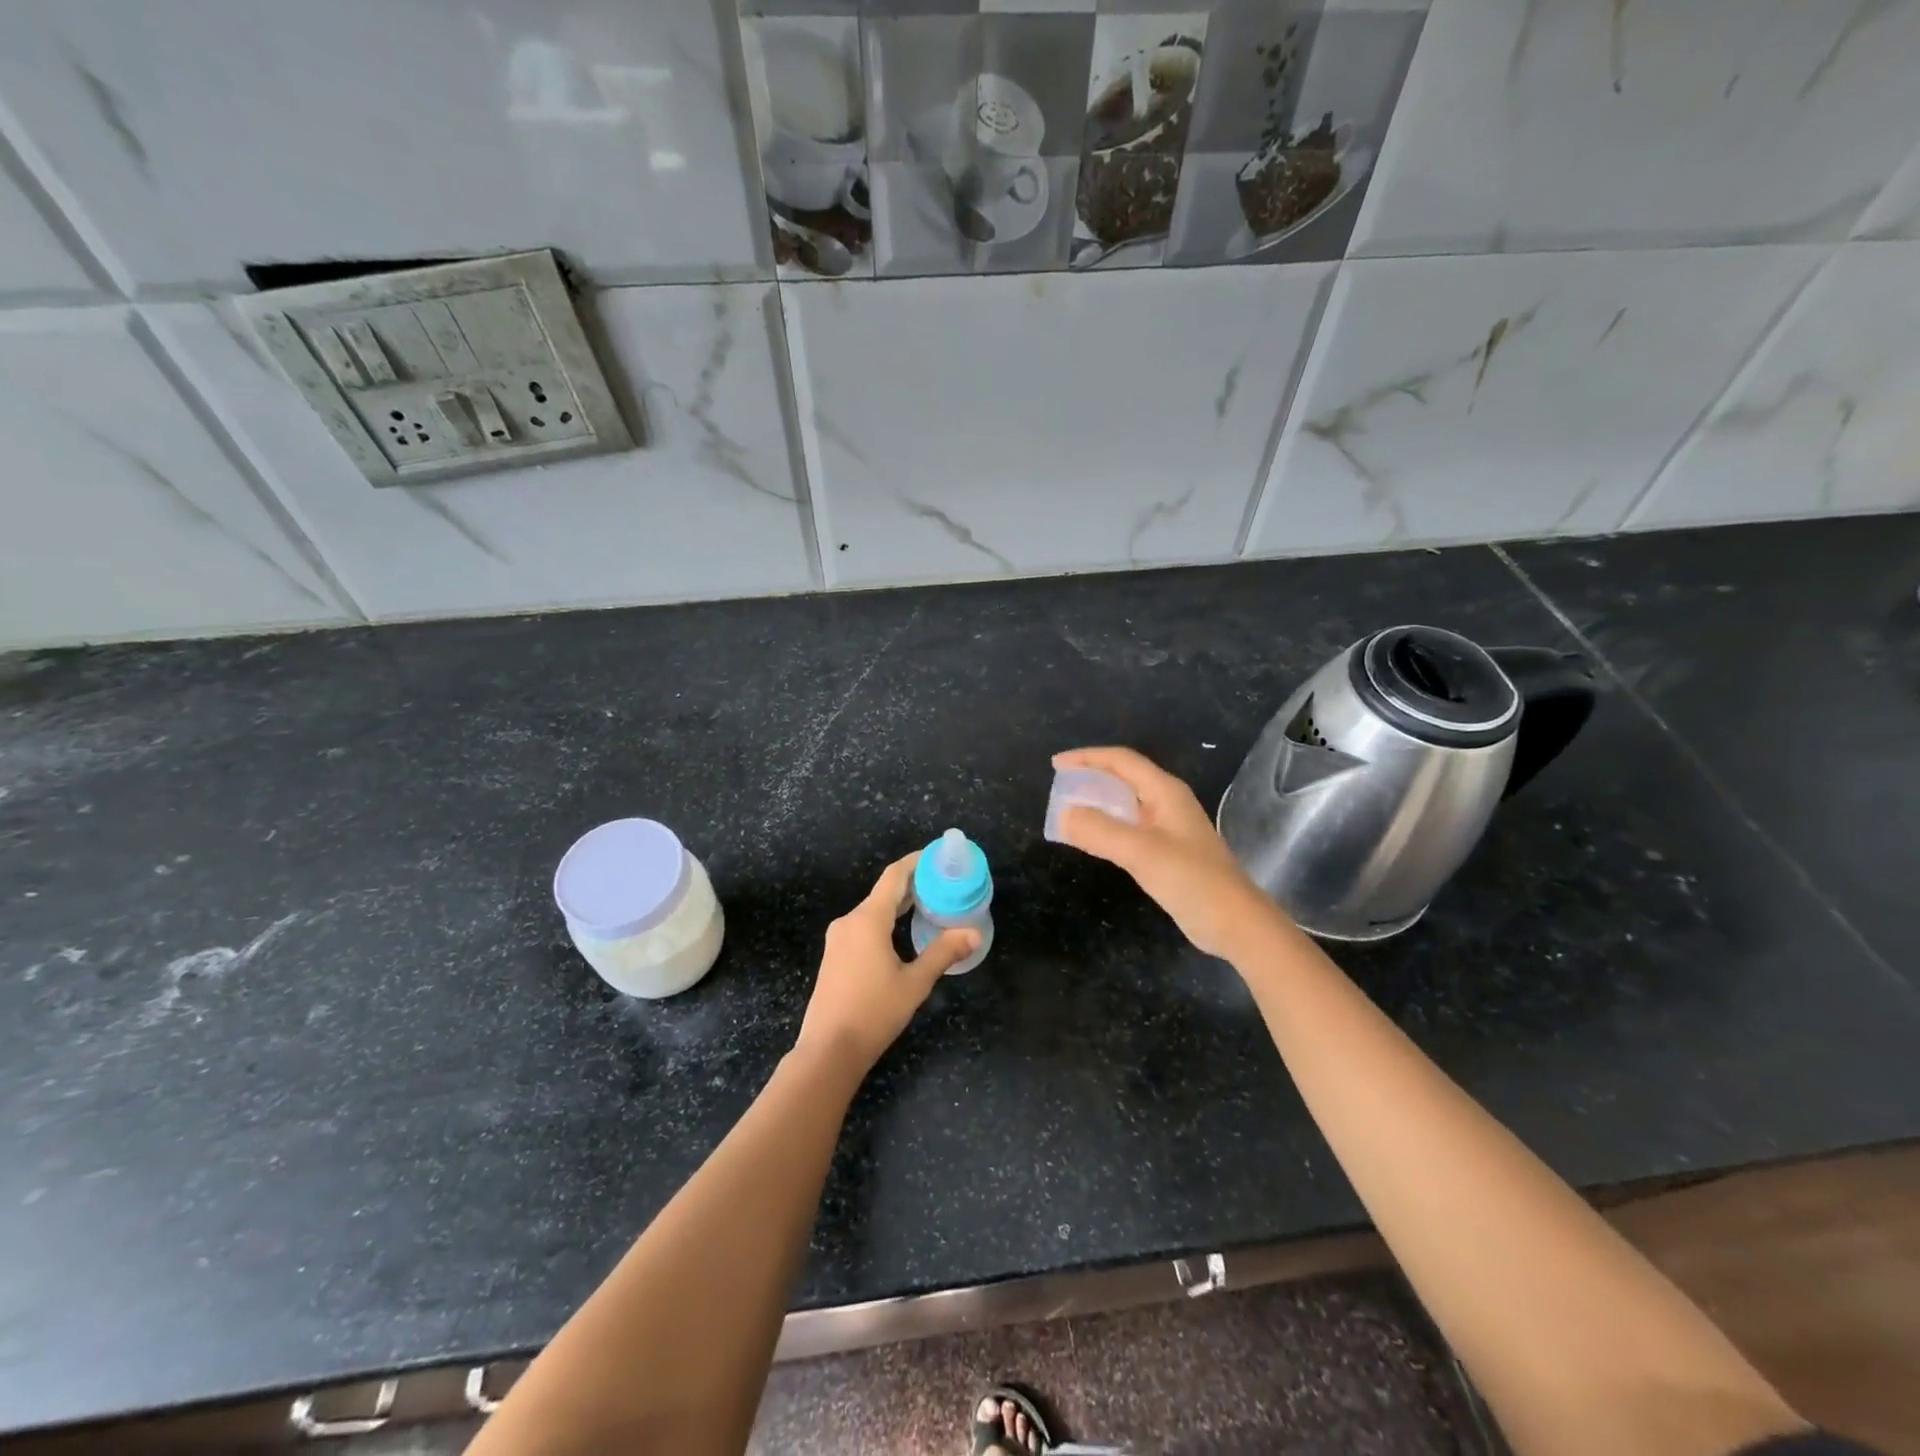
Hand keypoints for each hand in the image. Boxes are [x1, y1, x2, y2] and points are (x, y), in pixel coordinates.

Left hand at [794, 851, 978, 1074]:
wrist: (828, 1051)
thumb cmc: (874, 1013)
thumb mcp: (915, 983)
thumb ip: (943, 953)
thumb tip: (974, 934)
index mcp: (867, 920)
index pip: (894, 876)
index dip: (916, 861)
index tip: (938, 856)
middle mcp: (849, 922)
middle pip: (883, 892)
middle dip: (913, 884)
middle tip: (943, 883)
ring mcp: (838, 939)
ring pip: (873, 910)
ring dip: (899, 904)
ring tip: (929, 905)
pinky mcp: (835, 956)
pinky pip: (863, 926)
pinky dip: (886, 921)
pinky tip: (902, 933)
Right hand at [1052, 746, 1279, 959]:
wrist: (1235, 923)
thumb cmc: (1192, 880)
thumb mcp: (1141, 852)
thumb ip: (1100, 831)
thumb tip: (1063, 814)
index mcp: (1165, 792)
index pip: (1121, 761)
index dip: (1087, 758)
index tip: (1055, 765)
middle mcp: (1168, 803)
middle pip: (1124, 778)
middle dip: (1091, 777)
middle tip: (1059, 787)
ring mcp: (1169, 828)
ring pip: (1127, 804)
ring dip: (1098, 802)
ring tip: (1069, 810)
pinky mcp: (1168, 853)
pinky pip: (1130, 828)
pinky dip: (1108, 826)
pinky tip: (1094, 839)